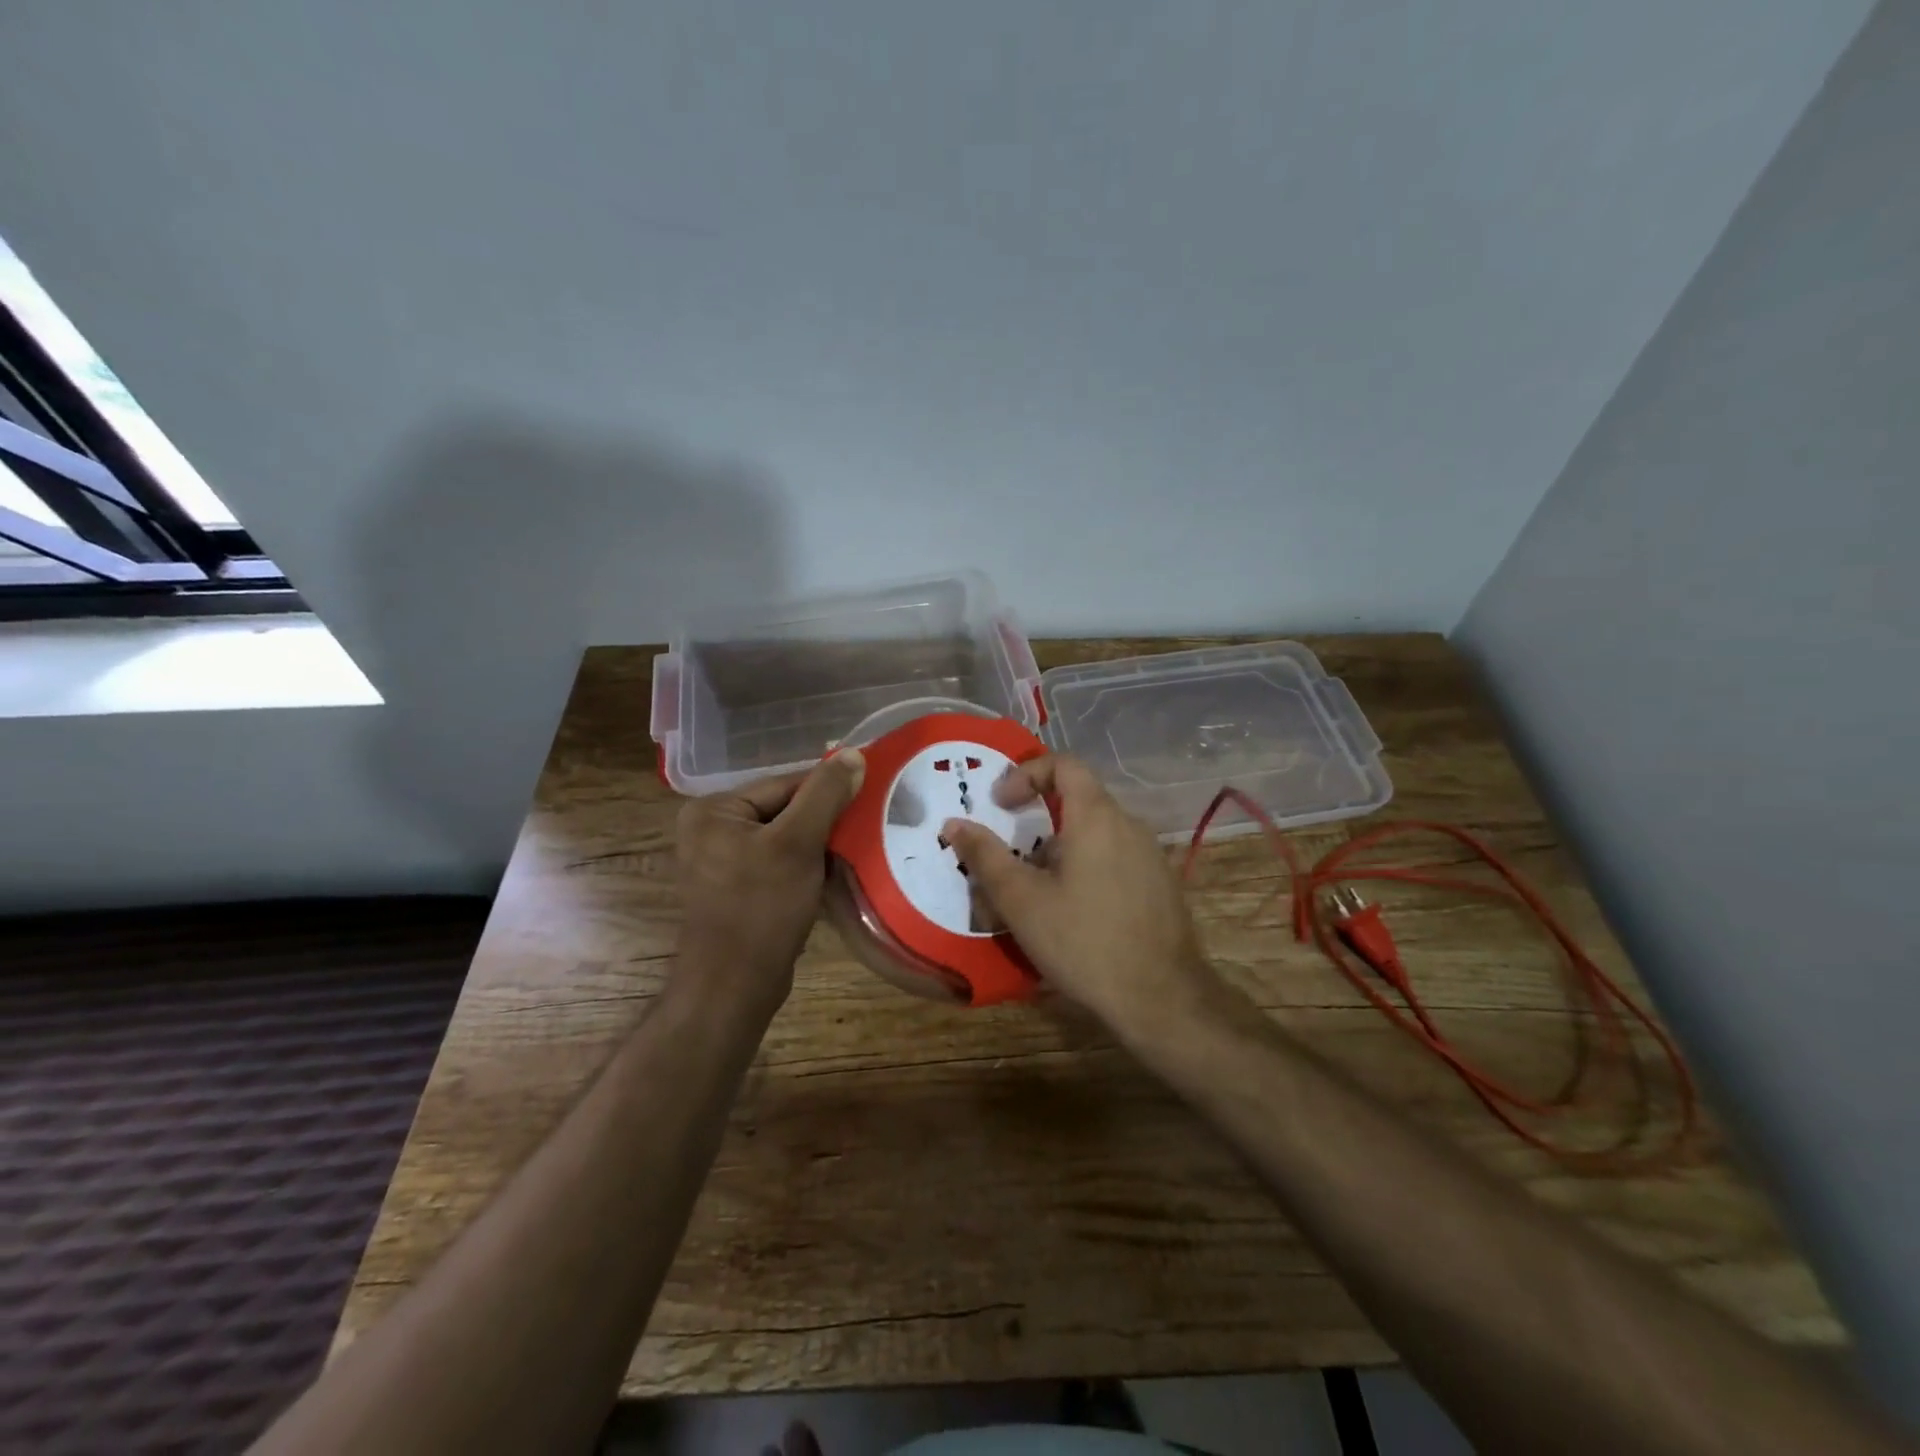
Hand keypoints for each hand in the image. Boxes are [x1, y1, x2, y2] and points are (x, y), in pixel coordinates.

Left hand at [675, 749, 865, 1008]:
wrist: (734, 987)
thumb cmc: (761, 908)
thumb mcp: (798, 843)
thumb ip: (825, 794)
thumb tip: (853, 753)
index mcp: (714, 810)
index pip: (785, 784)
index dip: (829, 791)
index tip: (869, 798)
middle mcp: (712, 829)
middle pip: (786, 810)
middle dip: (825, 822)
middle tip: (866, 828)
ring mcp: (723, 862)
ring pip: (787, 839)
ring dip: (821, 846)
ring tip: (855, 852)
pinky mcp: (738, 889)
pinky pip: (781, 864)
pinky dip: (808, 868)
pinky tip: (833, 877)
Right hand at [942, 754, 1212, 1036]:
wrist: (1161, 998)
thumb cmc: (1083, 941)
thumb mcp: (1022, 900)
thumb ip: (986, 857)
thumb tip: (954, 823)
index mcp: (1097, 817)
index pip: (1063, 764)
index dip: (1026, 774)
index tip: (1001, 805)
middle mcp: (1129, 825)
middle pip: (1078, 801)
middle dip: (1037, 823)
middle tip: (1011, 858)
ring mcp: (1151, 855)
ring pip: (1096, 835)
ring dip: (1060, 851)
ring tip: (1036, 895)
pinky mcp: (1161, 885)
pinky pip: (1116, 860)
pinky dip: (1087, 869)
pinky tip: (1073, 915)